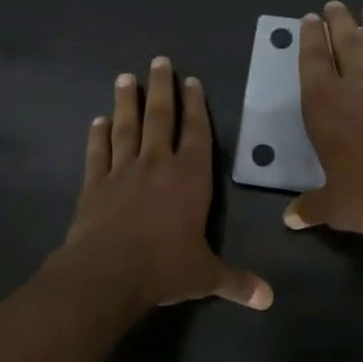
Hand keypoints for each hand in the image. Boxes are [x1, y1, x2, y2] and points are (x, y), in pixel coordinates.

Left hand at [63, 57, 272, 310]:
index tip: (192, 81)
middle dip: (162, 89)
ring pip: (126, 127)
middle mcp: (157, 165)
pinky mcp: (94, 184)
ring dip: (126, 102)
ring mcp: (122, 171)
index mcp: (190, 178)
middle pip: (160, 118)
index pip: (196, 133)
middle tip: (159, 61)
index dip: (196, 106)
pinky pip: (97, 152)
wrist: (107, 273)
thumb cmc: (164, 268)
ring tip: (126, 78)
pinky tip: (97, 121)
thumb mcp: (206, 276)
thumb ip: (236, 282)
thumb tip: (268, 300)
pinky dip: (97, 135)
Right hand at [285, 1, 362, 234]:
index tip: (311, 19)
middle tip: (335, 5)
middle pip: (347, 44)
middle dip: (339, 22)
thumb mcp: (334, 206)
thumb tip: (290, 219)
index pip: (313, 62)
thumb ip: (312, 206)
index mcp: (325, 107)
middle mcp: (358, 88)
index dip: (311, 38)